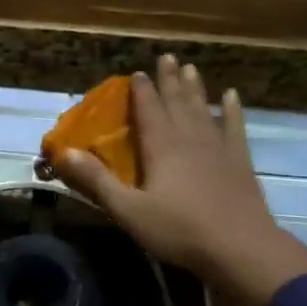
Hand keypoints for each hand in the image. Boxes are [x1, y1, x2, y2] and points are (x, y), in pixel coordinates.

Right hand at [56, 54, 306, 305]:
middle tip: (167, 56)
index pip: (148, 109)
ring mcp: (218, 148)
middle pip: (177, 101)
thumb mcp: (129, 209)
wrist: (241, 249)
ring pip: (204, 109)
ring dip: (196, 88)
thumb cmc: (179, 230)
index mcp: (161, 146)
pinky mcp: (240, 162)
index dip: (141, 90)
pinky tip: (232, 97)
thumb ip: (97, 180)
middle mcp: (189, 138)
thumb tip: (66, 152)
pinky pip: (235, 127)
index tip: (137, 72)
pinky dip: (233, 110)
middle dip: (169, 79)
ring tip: (191, 68)